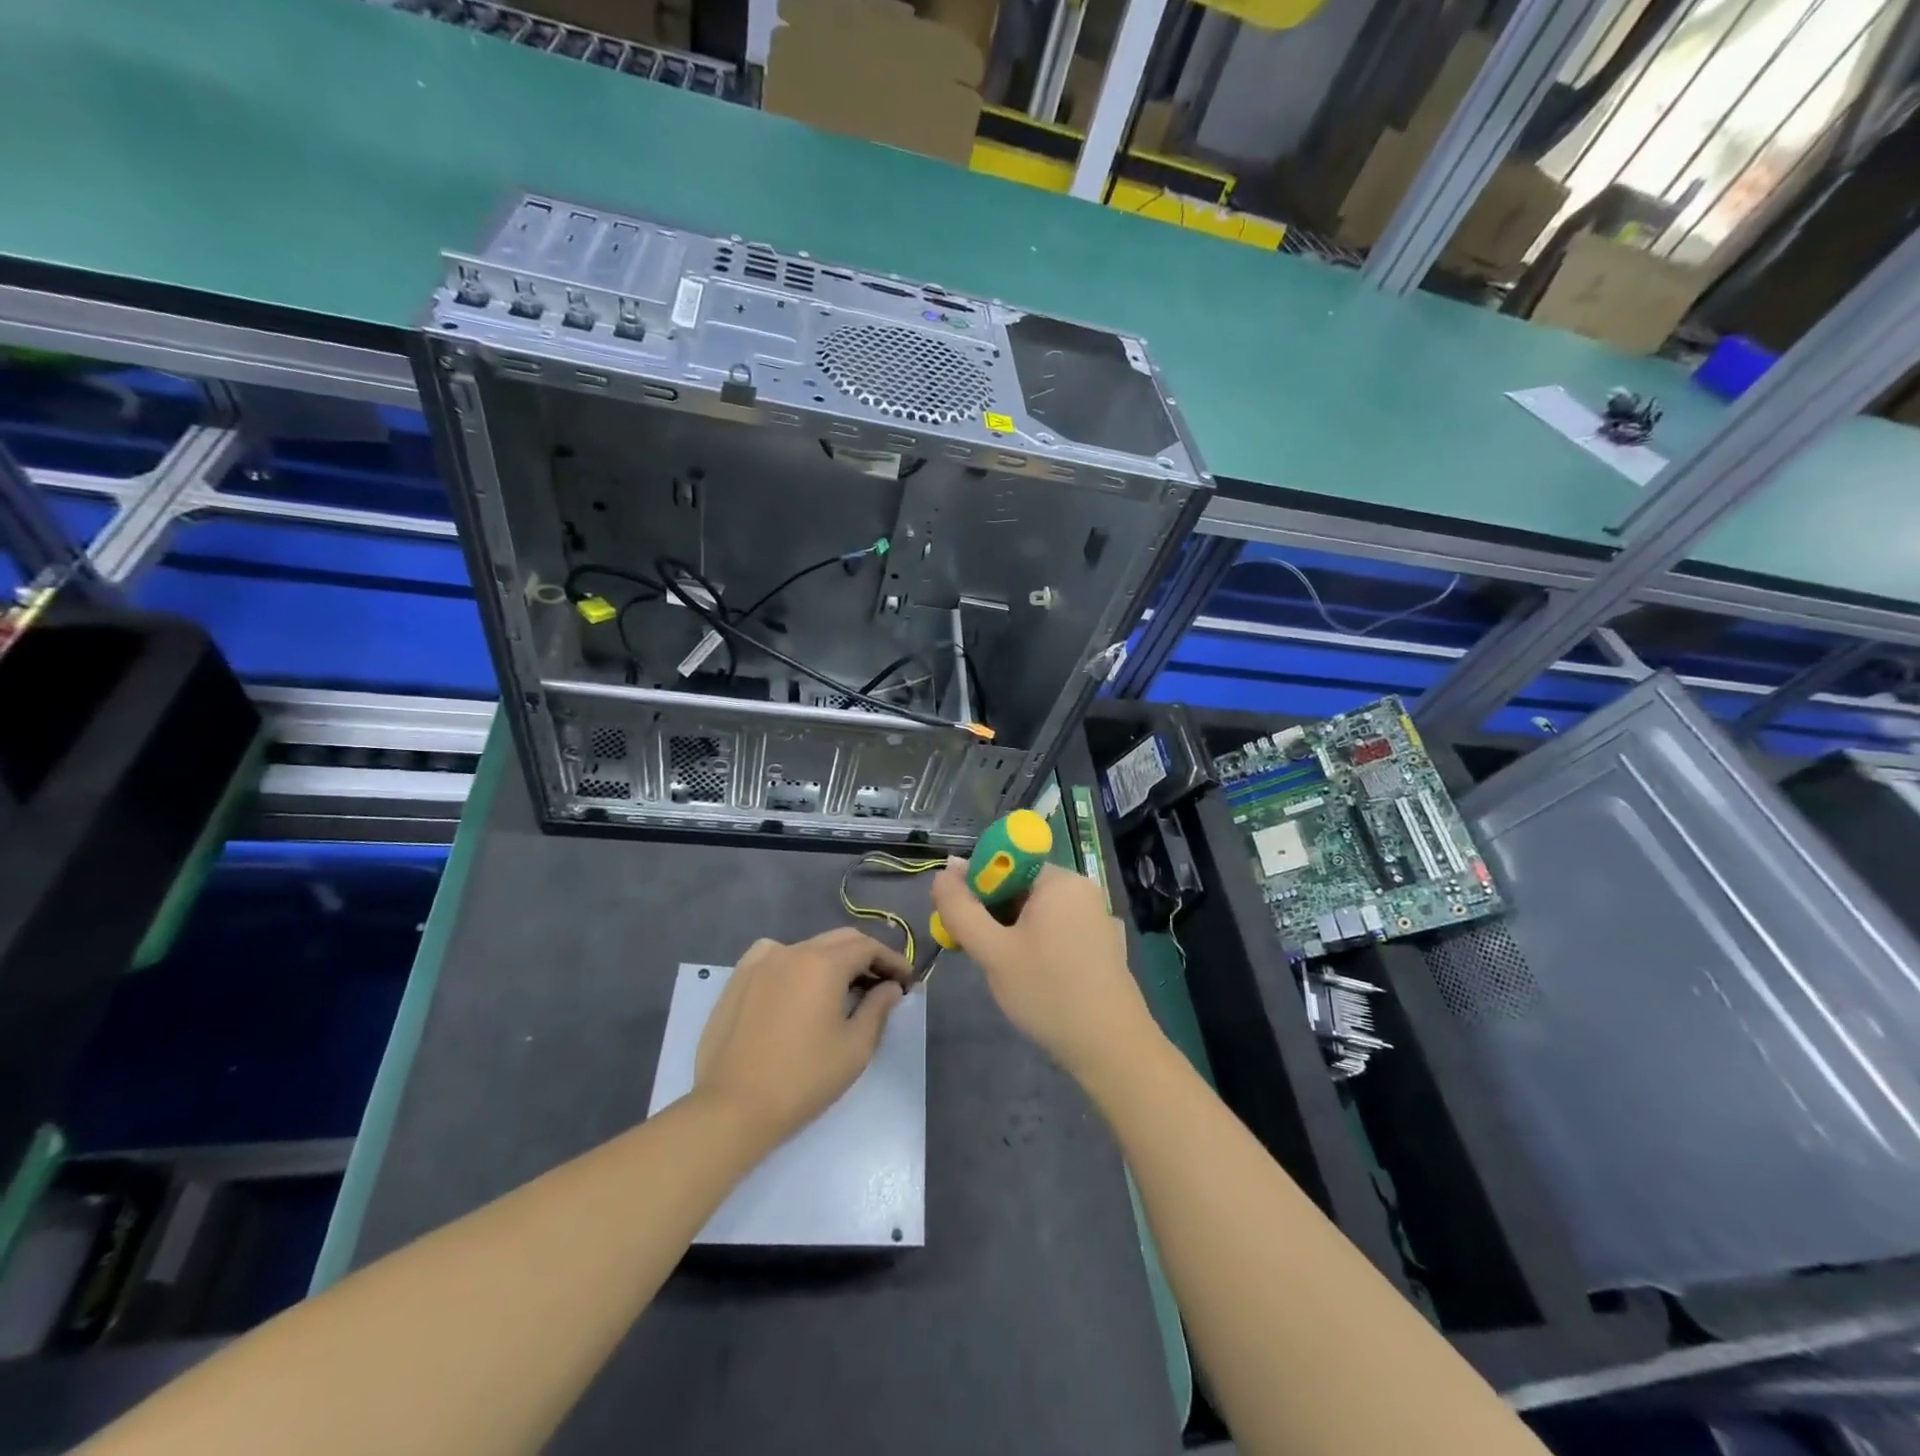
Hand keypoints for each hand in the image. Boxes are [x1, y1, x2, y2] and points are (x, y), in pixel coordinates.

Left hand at [694, 928, 911, 1146]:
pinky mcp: (738, 978)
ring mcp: (760, 962)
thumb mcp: (854, 1047)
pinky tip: (798, 986)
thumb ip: (878, 1009)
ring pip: (808, 947)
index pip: (867, 947)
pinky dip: (797, 962)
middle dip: (866, 957)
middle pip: (840, 940)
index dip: (892, 961)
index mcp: (823, 963)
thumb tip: (890, 987)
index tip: (907, 981)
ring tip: (843, 989)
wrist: (732, 1108)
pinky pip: (776, 956)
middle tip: (883, 984)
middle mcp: (792, 950)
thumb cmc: (802, 1079)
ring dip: (833, 960)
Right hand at [930, 862, 1156, 1082]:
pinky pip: (1058, 929)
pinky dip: (1037, 943)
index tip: (962, 919)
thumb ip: (961, 908)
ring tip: (1005, 969)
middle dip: (992, 912)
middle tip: (980, 951)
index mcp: (1059, 879)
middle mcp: (1081, 888)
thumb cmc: (1048, 992)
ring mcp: (1096, 916)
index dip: (976, 884)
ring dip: (1012, 931)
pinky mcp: (1103, 943)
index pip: (1005, 861)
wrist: (1111, 1048)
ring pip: (1037, 911)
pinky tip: (1033, 977)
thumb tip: (944, 870)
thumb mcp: (993, 951)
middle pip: (1020, 885)